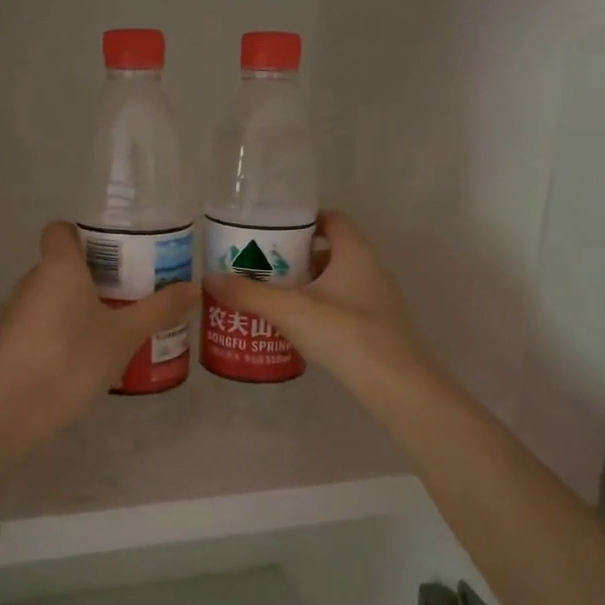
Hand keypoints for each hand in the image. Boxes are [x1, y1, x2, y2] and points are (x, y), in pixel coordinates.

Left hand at [0, 221, 199, 491]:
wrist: (14, 413)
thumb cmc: (73, 361)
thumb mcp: (125, 336)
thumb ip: (159, 309)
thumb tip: (193, 287)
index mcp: (58, 267)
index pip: (60, 229)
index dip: (84, 234)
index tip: (114, 254)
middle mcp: (31, 280)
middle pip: (61, 264)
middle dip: (92, 275)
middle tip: (127, 294)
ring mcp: (14, 312)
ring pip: (50, 295)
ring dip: (76, 304)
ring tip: (109, 328)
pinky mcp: (6, 341)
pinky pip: (39, 322)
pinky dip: (59, 329)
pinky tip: (81, 357)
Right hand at [204, 211, 434, 411]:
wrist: (395, 384)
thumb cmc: (345, 333)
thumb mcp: (289, 310)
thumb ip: (249, 294)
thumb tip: (209, 279)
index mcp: (355, 252)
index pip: (332, 219)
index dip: (303, 220)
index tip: (273, 231)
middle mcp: (371, 268)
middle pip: (330, 251)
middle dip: (296, 257)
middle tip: (263, 266)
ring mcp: (378, 299)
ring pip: (336, 281)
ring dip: (307, 285)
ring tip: (273, 297)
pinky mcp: (378, 326)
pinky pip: (343, 305)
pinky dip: (320, 309)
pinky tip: (297, 327)